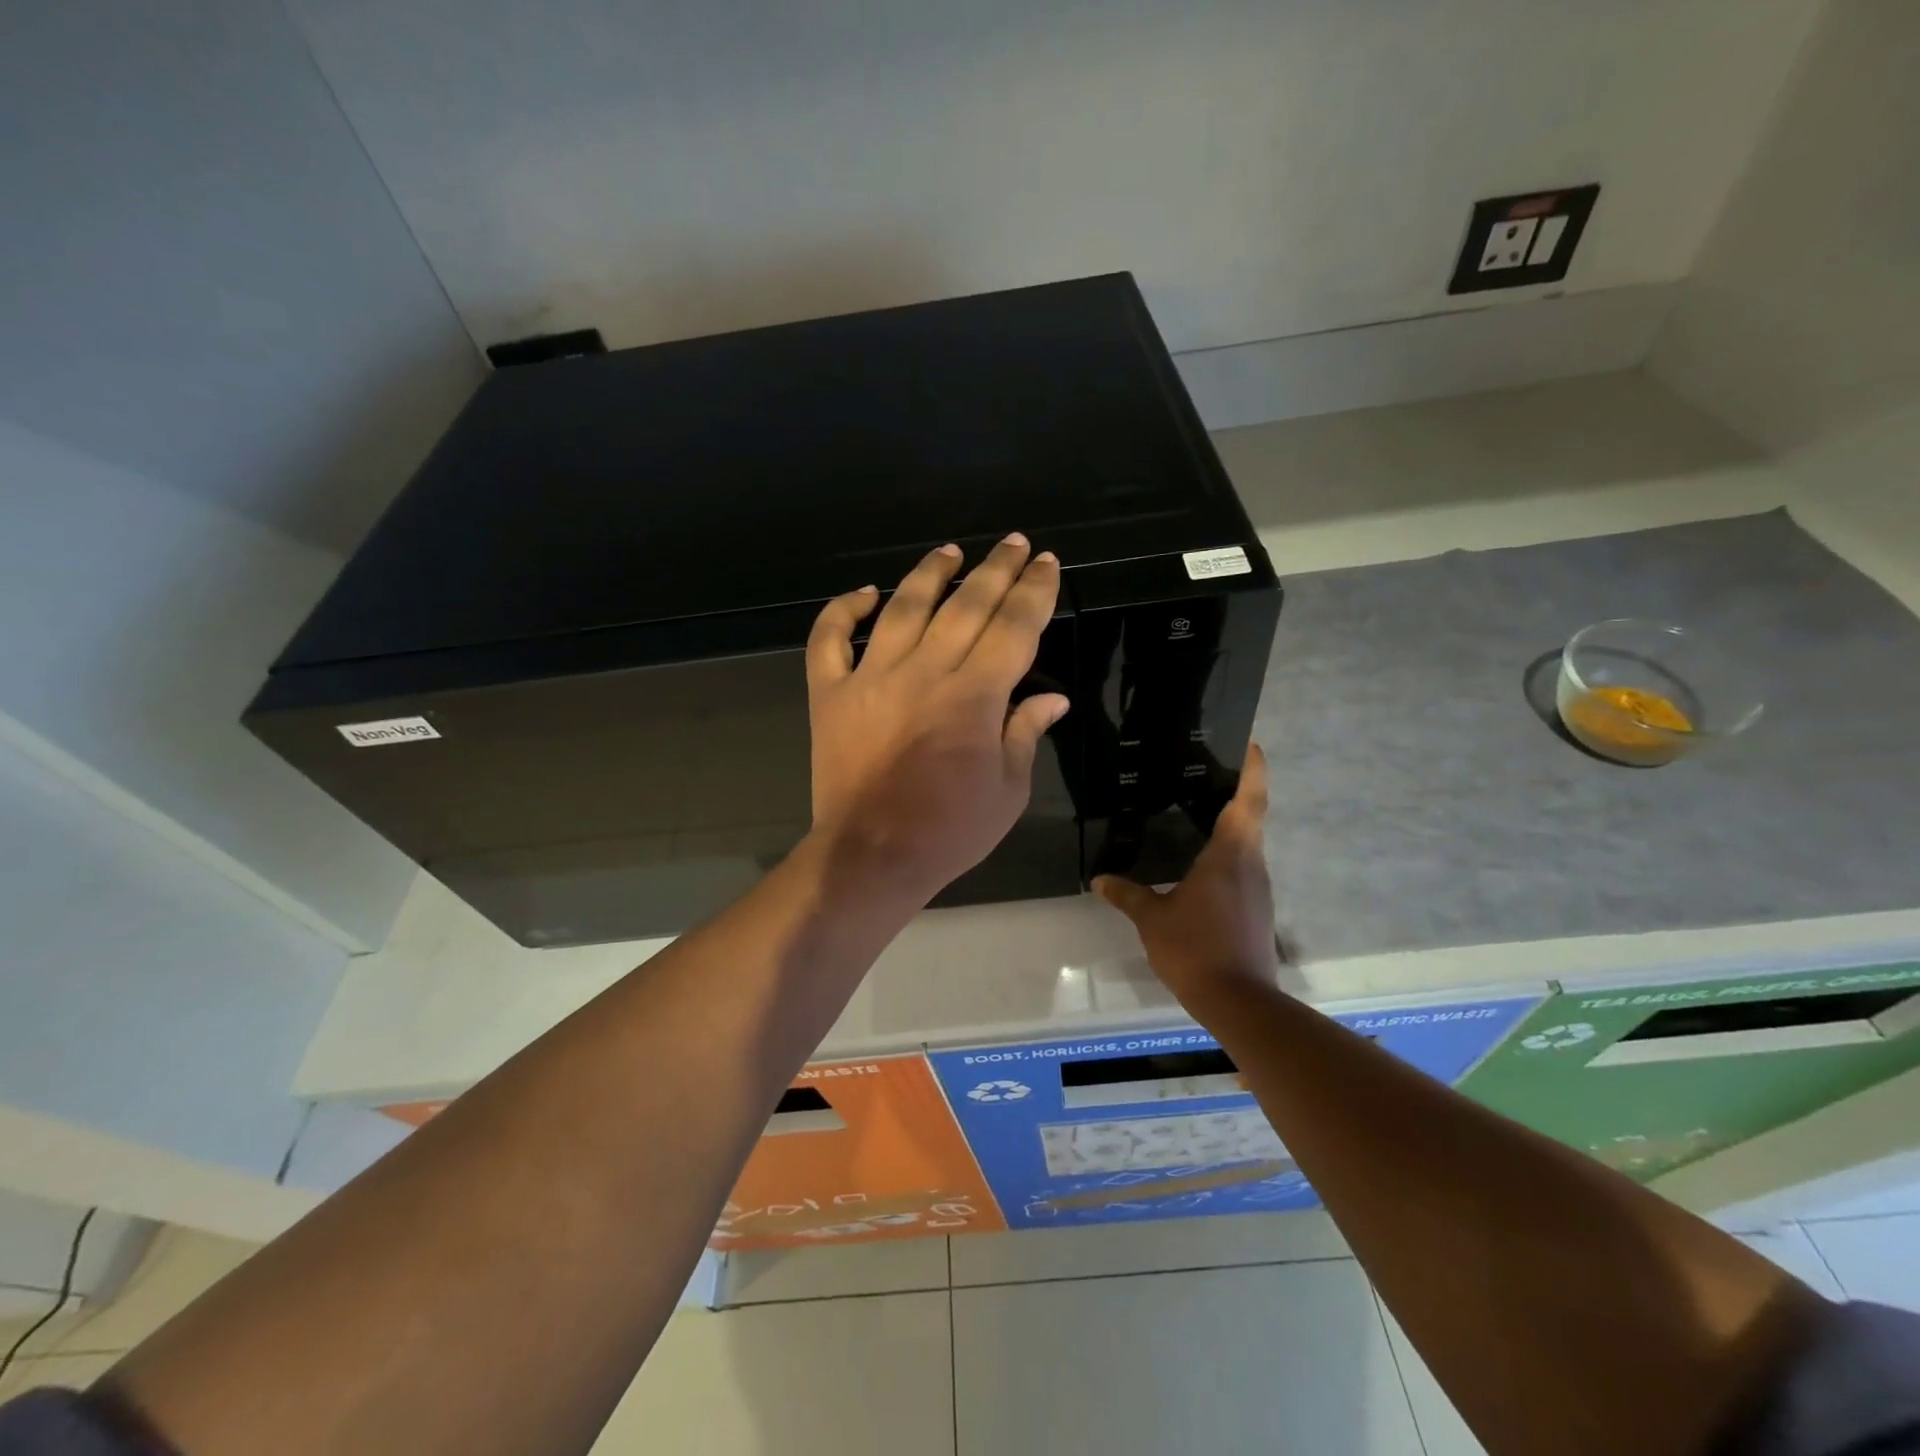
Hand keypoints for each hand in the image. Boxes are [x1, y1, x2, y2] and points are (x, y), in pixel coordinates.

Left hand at [806, 534, 1068, 903]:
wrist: (871, 856)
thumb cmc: (949, 831)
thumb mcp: (1007, 791)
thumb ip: (1025, 733)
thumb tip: (1054, 700)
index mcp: (974, 696)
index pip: (1013, 627)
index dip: (1034, 591)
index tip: (1045, 563)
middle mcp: (924, 672)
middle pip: (966, 606)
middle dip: (995, 570)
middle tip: (1013, 543)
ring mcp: (871, 679)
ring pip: (902, 608)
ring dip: (929, 575)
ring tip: (949, 552)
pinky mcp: (830, 695)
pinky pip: (829, 641)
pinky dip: (842, 612)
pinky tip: (864, 594)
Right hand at [1094, 743, 1282, 1012]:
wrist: (1239, 1002)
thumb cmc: (1196, 948)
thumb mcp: (1152, 919)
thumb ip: (1127, 895)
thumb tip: (1100, 879)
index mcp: (1230, 854)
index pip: (1248, 800)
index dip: (1253, 769)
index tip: (1251, 743)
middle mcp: (1251, 864)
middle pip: (1251, 817)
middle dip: (1238, 791)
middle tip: (1208, 771)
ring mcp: (1258, 889)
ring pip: (1248, 844)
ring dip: (1233, 823)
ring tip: (1199, 810)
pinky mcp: (1257, 910)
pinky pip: (1243, 868)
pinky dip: (1228, 853)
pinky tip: (1201, 861)